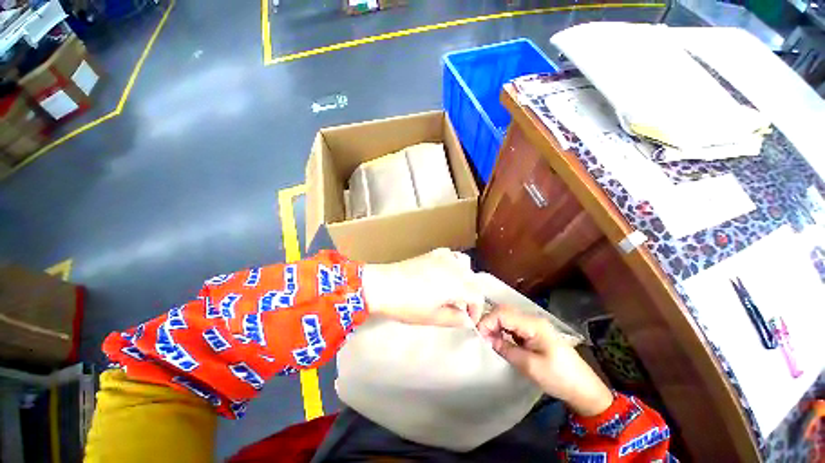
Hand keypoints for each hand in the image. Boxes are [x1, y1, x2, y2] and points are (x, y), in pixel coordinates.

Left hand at [362, 248, 483, 327]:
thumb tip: (466, 319)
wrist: (384, 285)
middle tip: (459, 308)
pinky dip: (453, 264)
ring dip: (464, 278)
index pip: (477, 296)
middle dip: (470, 295)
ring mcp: (443, 257)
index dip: (476, 310)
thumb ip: (454, 318)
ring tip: (454, 289)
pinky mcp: (432, 253)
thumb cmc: (408, 304)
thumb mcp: (432, 317)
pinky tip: (444, 272)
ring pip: (464, 265)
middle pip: (472, 280)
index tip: (469, 320)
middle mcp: (454, 267)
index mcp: (457, 284)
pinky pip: (450, 255)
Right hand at [477, 305, 613, 416]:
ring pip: (508, 316)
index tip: (479, 336)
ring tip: (488, 340)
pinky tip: (500, 340)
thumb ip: (506, 349)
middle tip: (482, 338)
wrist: (584, 389)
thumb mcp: (530, 366)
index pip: (503, 313)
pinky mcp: (534, 332)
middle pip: (504, 311)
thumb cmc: (559, 378)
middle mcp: (533, 319)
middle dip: (489, 321)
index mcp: (533, 324)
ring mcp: (534, 325)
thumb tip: (487, 339)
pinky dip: (503, 330)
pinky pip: (513, 325)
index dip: (487, 322)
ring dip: (495, 325)